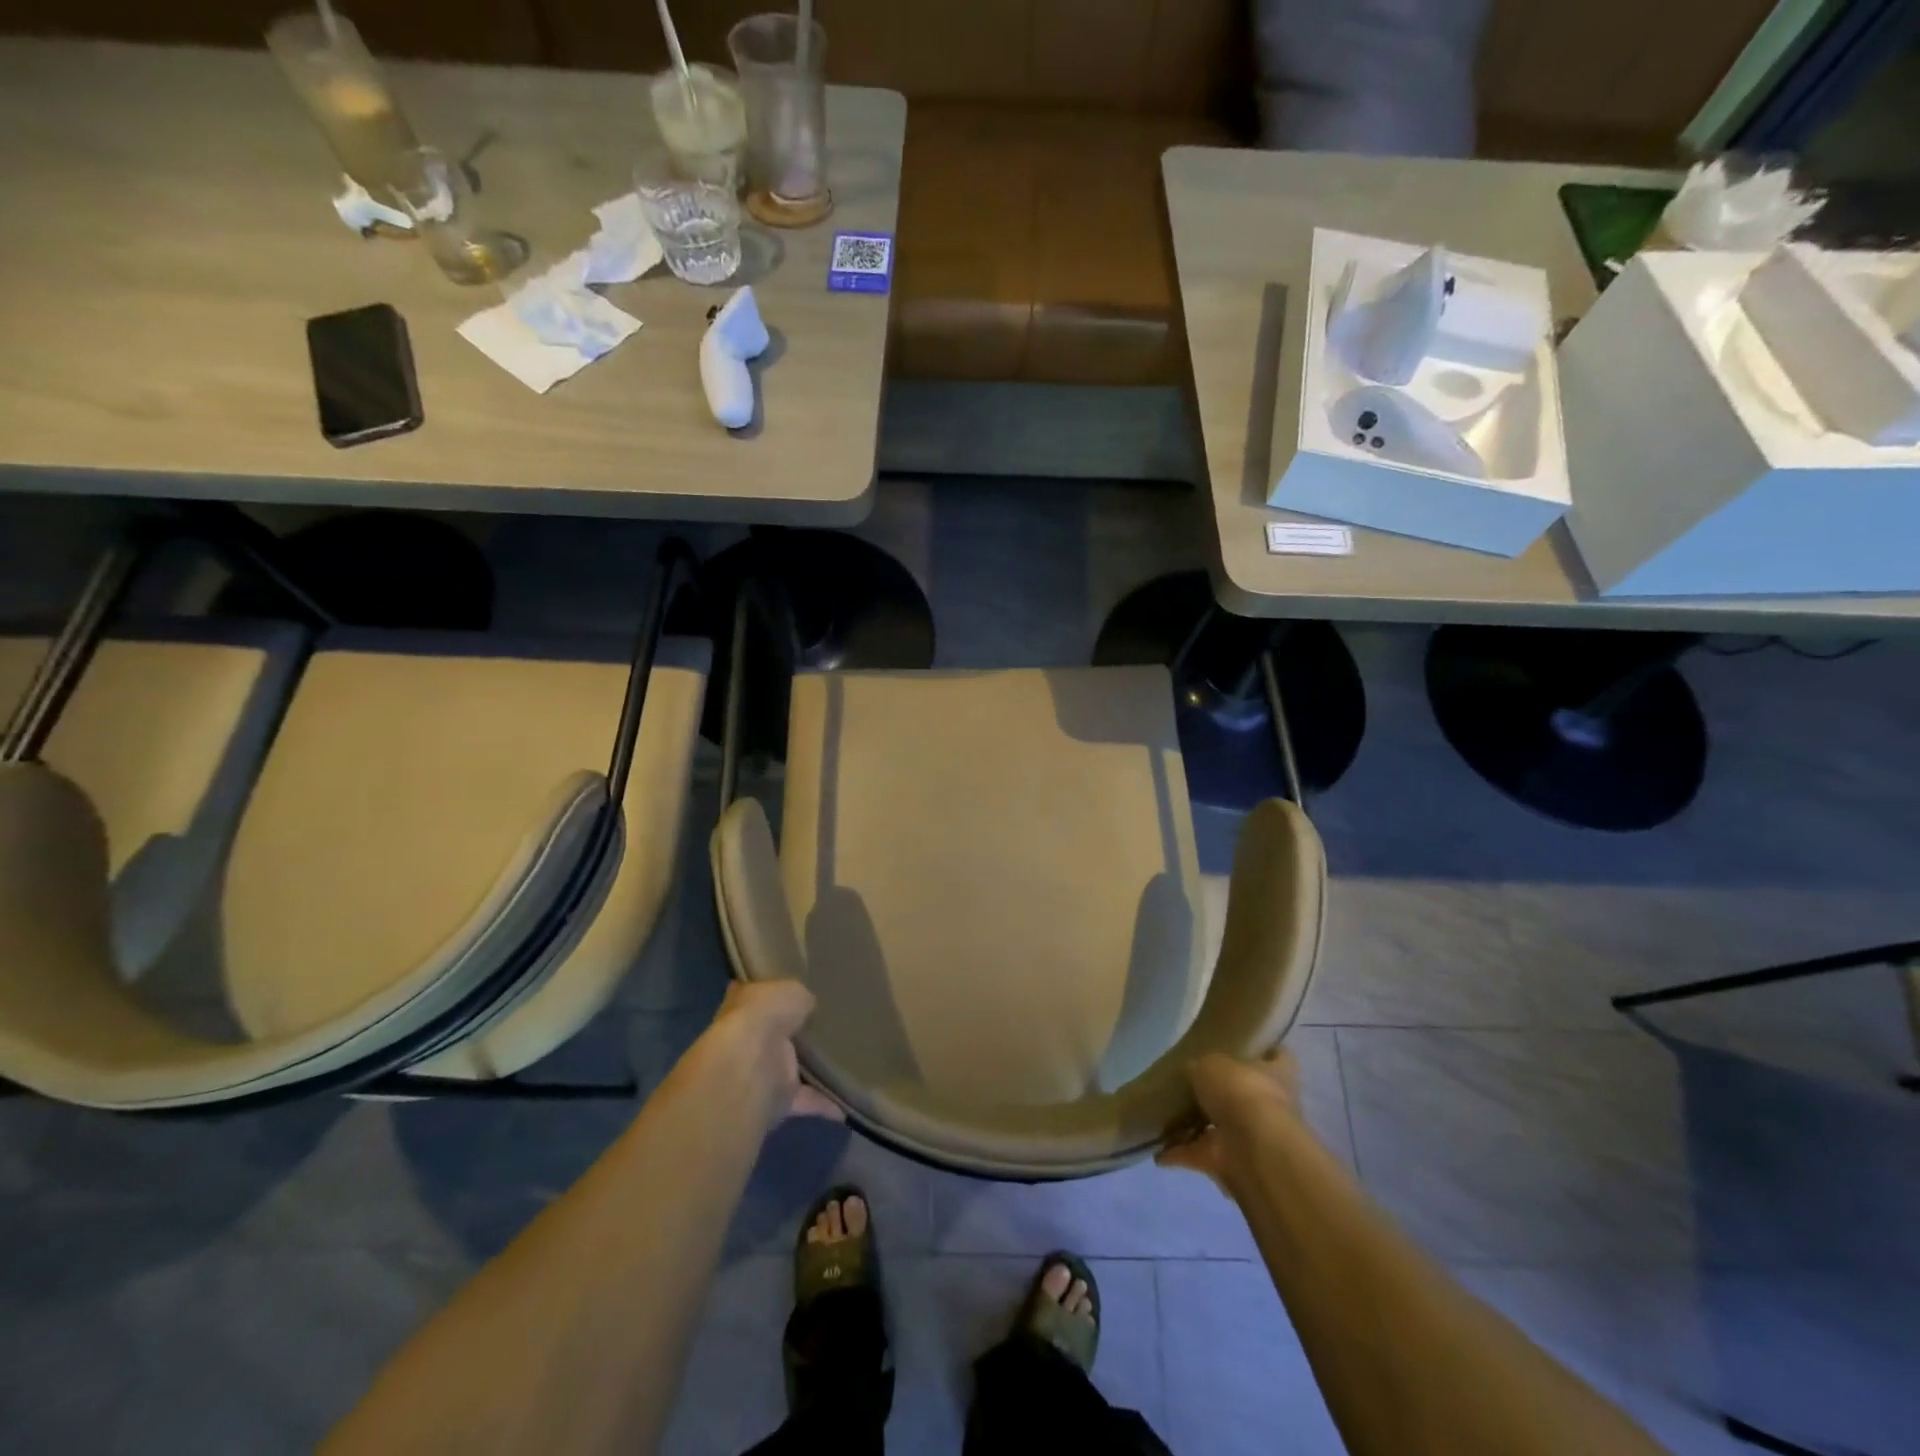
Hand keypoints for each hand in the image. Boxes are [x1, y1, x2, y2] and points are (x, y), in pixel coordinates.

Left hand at [695, 981, 843, 1126]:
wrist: (750, 1067)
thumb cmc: (765, 1016)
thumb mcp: (791, 990)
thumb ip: (801, 997)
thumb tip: (808, 1006)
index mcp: (744, 1005)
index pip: (758, 996)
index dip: (775, 994)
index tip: (800, 992)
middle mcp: (749, 1039)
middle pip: (775, 1034)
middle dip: (795, 1032)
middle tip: (829, 1024)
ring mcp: (761, 1072)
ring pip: (789, 1068)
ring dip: (811, 1069)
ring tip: (845, 1060)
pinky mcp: (777, 1100)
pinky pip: (806, 1100)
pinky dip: (825, 1103)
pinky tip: (848, 1102)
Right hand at [1157, 1048, 1300, 1190]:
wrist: (1251, 1148)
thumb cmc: (1240, 1091)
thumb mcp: (1211, 1064)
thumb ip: (1201, 1067)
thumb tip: (1192, 1073)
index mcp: (1275, 1074)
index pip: (1279, 1057)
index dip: (1264, 1051)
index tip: (1244, 1047)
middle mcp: (1270, 1105)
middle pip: (1245, 1094)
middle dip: (1221, 1093)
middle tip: (1191, 1083)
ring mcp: (1252, 1137)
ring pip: (1221, 1128)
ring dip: (1196, 1127)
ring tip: (1166, 1116)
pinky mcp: (1232, 1162)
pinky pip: (1202, 1154)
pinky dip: (1181, 1154)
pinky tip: (1158, 1151)